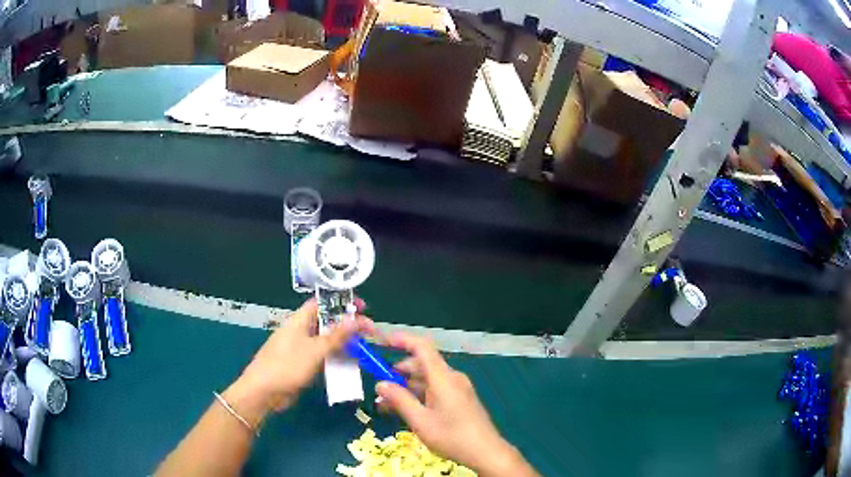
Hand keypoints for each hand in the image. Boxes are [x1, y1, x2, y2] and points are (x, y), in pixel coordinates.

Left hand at [223, 299, 372, 427]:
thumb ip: (336, 336)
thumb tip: (356, 319)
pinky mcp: (300, 364)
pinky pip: (321, 356)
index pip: (322, 303)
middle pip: (326, 322)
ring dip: (342, 343)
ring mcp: (299, 348)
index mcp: (299, 320)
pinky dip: (334, 357)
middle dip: (346, 325)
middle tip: (368, 331)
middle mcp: (299, 331)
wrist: (263, 392)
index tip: (363, 307)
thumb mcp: (315, 350)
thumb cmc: (287, 366)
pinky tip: (348, 364)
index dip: (341, 302)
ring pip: (325, 341)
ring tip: (363, 347)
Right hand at [376, 334, 536, 476]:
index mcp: (443, 378)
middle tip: (381, 385)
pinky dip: (419, 394)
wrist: (486, 452)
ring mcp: (458, 388)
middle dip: (399, 371)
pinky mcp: (461, 399)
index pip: (422, 347)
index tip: (382, 342)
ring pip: (428, 378)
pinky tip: (407, 409)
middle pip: (423, 364)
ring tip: (388, 402)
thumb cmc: (452, 436)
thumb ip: (399, 400)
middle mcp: (452, 378)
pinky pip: (436, 389)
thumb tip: (380, 384)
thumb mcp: (420, 421)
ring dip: (407, 386)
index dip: (402, 340)